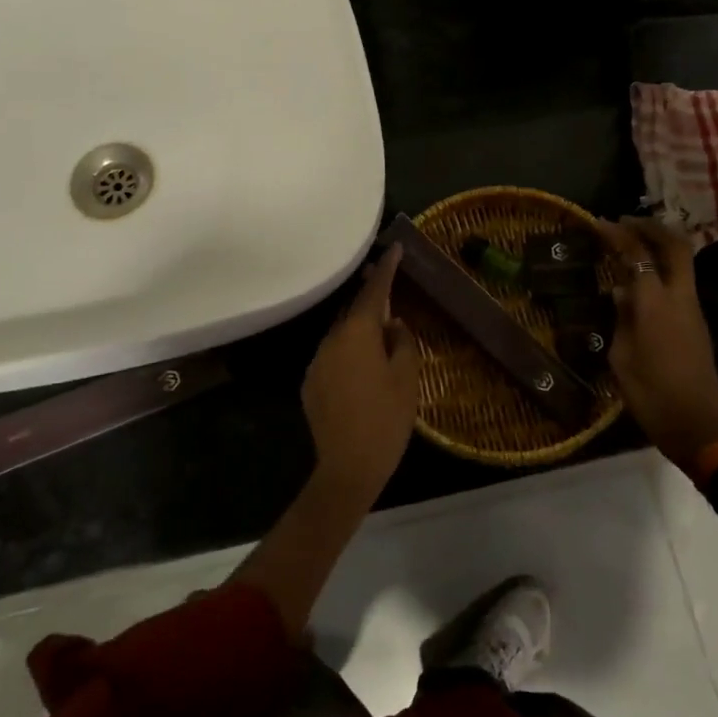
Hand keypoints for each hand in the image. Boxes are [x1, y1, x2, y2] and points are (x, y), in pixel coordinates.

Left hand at [301, 244, 421, 502]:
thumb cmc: (386, 419)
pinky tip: (362, 370)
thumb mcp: (407, 378)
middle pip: (354, 311)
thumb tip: (393, 324)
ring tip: (380, 333)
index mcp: (357, 333)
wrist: (348, 468)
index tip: (395, 248)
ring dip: (359, 329)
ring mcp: (317, 362)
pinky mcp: (310, 384)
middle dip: (371, 298)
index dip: (386, 269)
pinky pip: (333, 357)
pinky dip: (348, 353)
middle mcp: (331, 340)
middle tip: (388, 283)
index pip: (374, 292)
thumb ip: (402, 342)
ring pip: (342, 334)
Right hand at [596, 217, 717, 470]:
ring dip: (659, 246)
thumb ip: (621, 319)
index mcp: (656, 304)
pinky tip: (639, 280)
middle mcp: (680, 298)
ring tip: (631, 244)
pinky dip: (662, 268)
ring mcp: (692, 309)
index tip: (599, 223)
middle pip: (675, 246)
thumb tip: (621, 294)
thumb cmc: (652, 394)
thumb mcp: (622, 357)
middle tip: (626, 221)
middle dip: (651, 227)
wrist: (697, 425)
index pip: (638, 255)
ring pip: (682, 262)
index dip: (618, 234)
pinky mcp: (696, 323)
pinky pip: (680, 282)